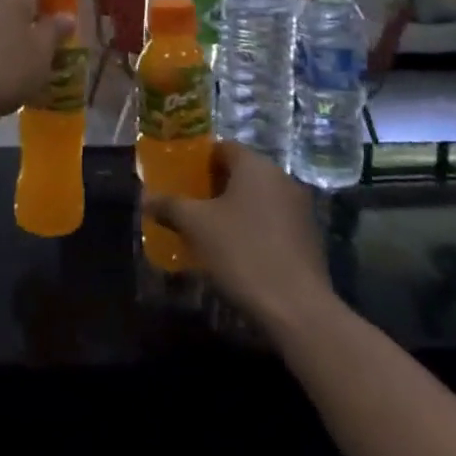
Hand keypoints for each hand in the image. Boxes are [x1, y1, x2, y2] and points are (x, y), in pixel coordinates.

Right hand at [143, 141, 332, 330]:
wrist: (297, 307)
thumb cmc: (242, 252)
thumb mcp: (196, 227)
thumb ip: (170, 206)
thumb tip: (147, 198)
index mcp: (255, 165)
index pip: (222, 148)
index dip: (198, 161)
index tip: (180, 180)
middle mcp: (281, 177)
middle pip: (241, 172)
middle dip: (214, 187)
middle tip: (190, 207)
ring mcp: (299, 207)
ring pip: (258, 198)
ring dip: (235, 209)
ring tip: (210, 233)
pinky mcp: (309, 236)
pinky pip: (273, 220)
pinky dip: (254, 228)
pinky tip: (238, 253)